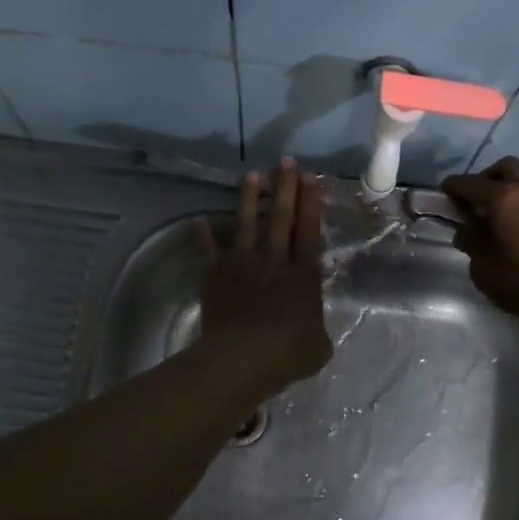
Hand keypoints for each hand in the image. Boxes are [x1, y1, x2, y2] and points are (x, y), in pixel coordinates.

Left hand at [195, 159, 331, 393]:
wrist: (242, 357)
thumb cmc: (287, 353)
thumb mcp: (319, 346)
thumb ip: (316, 328)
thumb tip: (312, 327)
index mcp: (304, 275)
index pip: (309, 231)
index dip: (311, 203)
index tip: (310, 177)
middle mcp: (274, 261)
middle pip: (281, 218)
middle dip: (285, 188)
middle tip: (286, 162)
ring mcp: (243, 265)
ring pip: (247, 224)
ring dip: (250, 199)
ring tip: (252, 175)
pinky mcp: (217, 275)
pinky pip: (210, 251)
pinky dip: (204, 236)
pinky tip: (199, 221)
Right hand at [441, 157, 518, 322]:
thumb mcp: (483, 266)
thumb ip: (471, 242)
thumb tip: (466, 230)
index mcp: (503, 198)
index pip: (469, 183)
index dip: (452, 188)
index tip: (442, 198)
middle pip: (503, 168)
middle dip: (484, 179)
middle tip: (473, 203)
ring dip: (505, 191)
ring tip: (493, 219)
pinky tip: (514, 229)